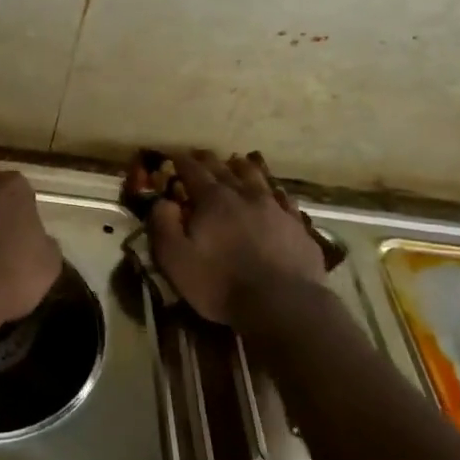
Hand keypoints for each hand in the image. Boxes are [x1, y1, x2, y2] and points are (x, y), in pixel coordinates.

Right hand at [148, 150, 328, 330]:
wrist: (283, 304)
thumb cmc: (221, 283)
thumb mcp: (176, 259)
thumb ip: (163, 225)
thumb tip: (162, 201)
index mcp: (213, 200)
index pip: (193, 171)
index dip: (181, 161)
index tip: (173, 156)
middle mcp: (245, 195)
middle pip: (225, 169)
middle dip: (209, 160)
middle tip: (200, 155)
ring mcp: (275, 208)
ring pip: (257, 177)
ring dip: (244, 167)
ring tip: (238, 162)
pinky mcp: (297, 226)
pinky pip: (285, 199)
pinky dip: (275, 192)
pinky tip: (276, 193)